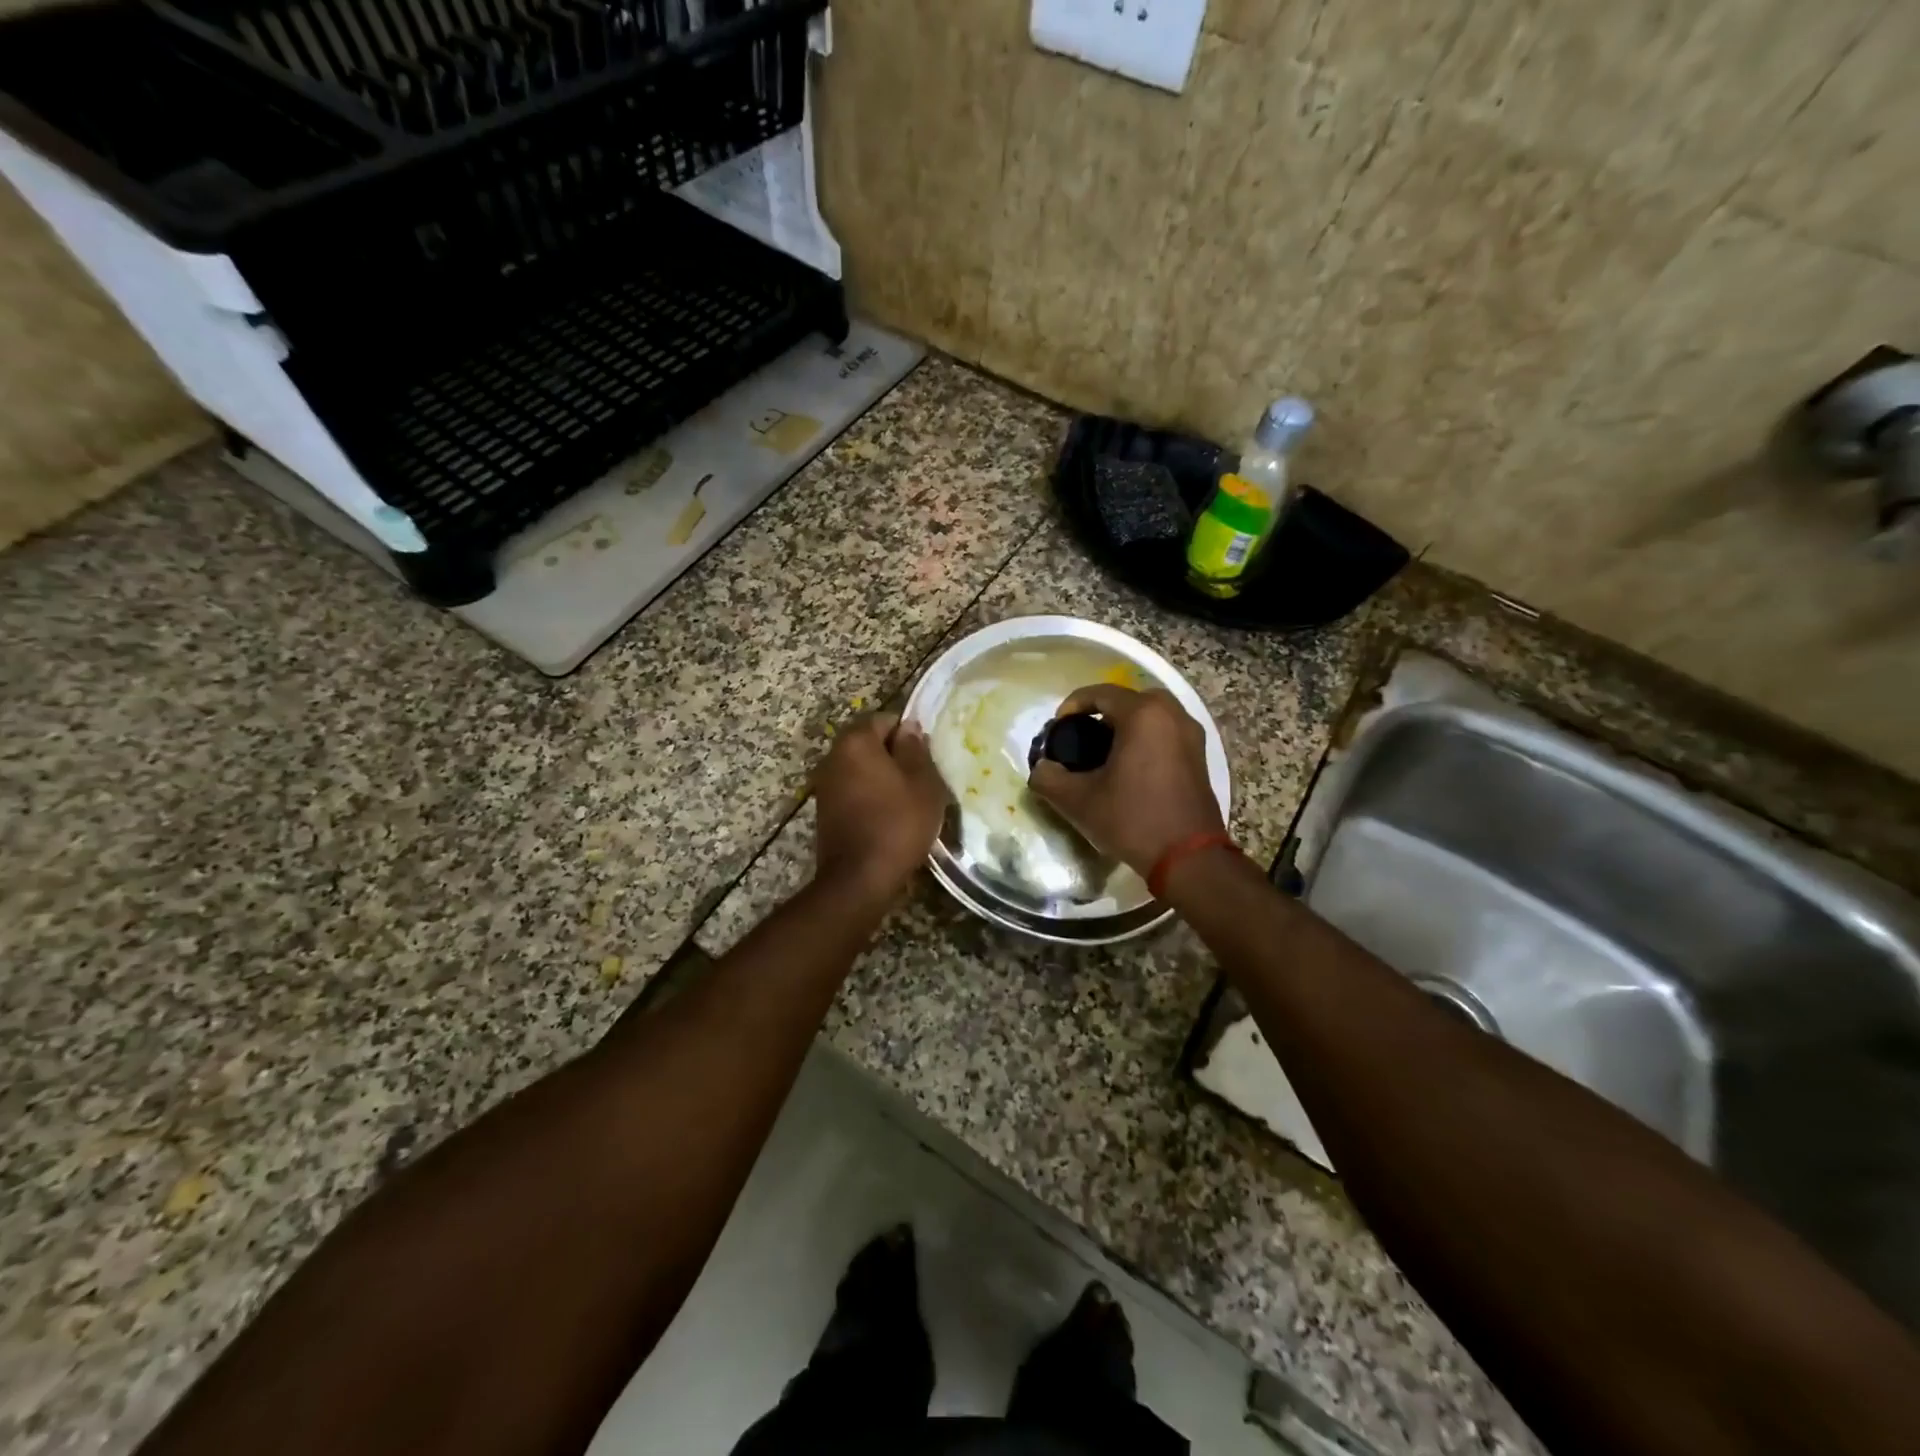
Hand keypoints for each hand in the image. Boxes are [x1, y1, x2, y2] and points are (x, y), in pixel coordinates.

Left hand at [812, 712, 948, 899]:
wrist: (859, 878)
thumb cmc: (898, 823)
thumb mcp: (922, 783)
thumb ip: (915, 749)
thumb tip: (909, 727)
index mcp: (856, 741)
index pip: (884, 719)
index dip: (908, 734)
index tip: (926, 757)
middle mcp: (833, 756)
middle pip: (870, 744)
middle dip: (895, 756)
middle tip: (922, 779)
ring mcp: (825, 784)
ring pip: (861, 769)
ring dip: (883, 778)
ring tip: (909, 800)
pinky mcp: (825, 810)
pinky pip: (853, 791)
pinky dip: (871, 796)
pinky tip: (889, 817)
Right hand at [1028, 685, 1223, 876]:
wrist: (1189, 859)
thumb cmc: (1132, 820)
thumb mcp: (1078, 801)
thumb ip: (1049, 778)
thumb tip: (1041, 768)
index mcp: (1144, 715)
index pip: (1101, 693)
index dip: (1073, 704)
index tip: (1058, 727)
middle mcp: (1172, 715)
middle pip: (1130, 699)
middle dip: (1103, 711)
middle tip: (1083, 734)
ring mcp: (1191, 735)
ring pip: (1152, 715)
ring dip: (1127, 724)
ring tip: (1104, 751)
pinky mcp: (1200, 757)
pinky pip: (1167, 732)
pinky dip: (1146, 738)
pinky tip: (1130, 766)